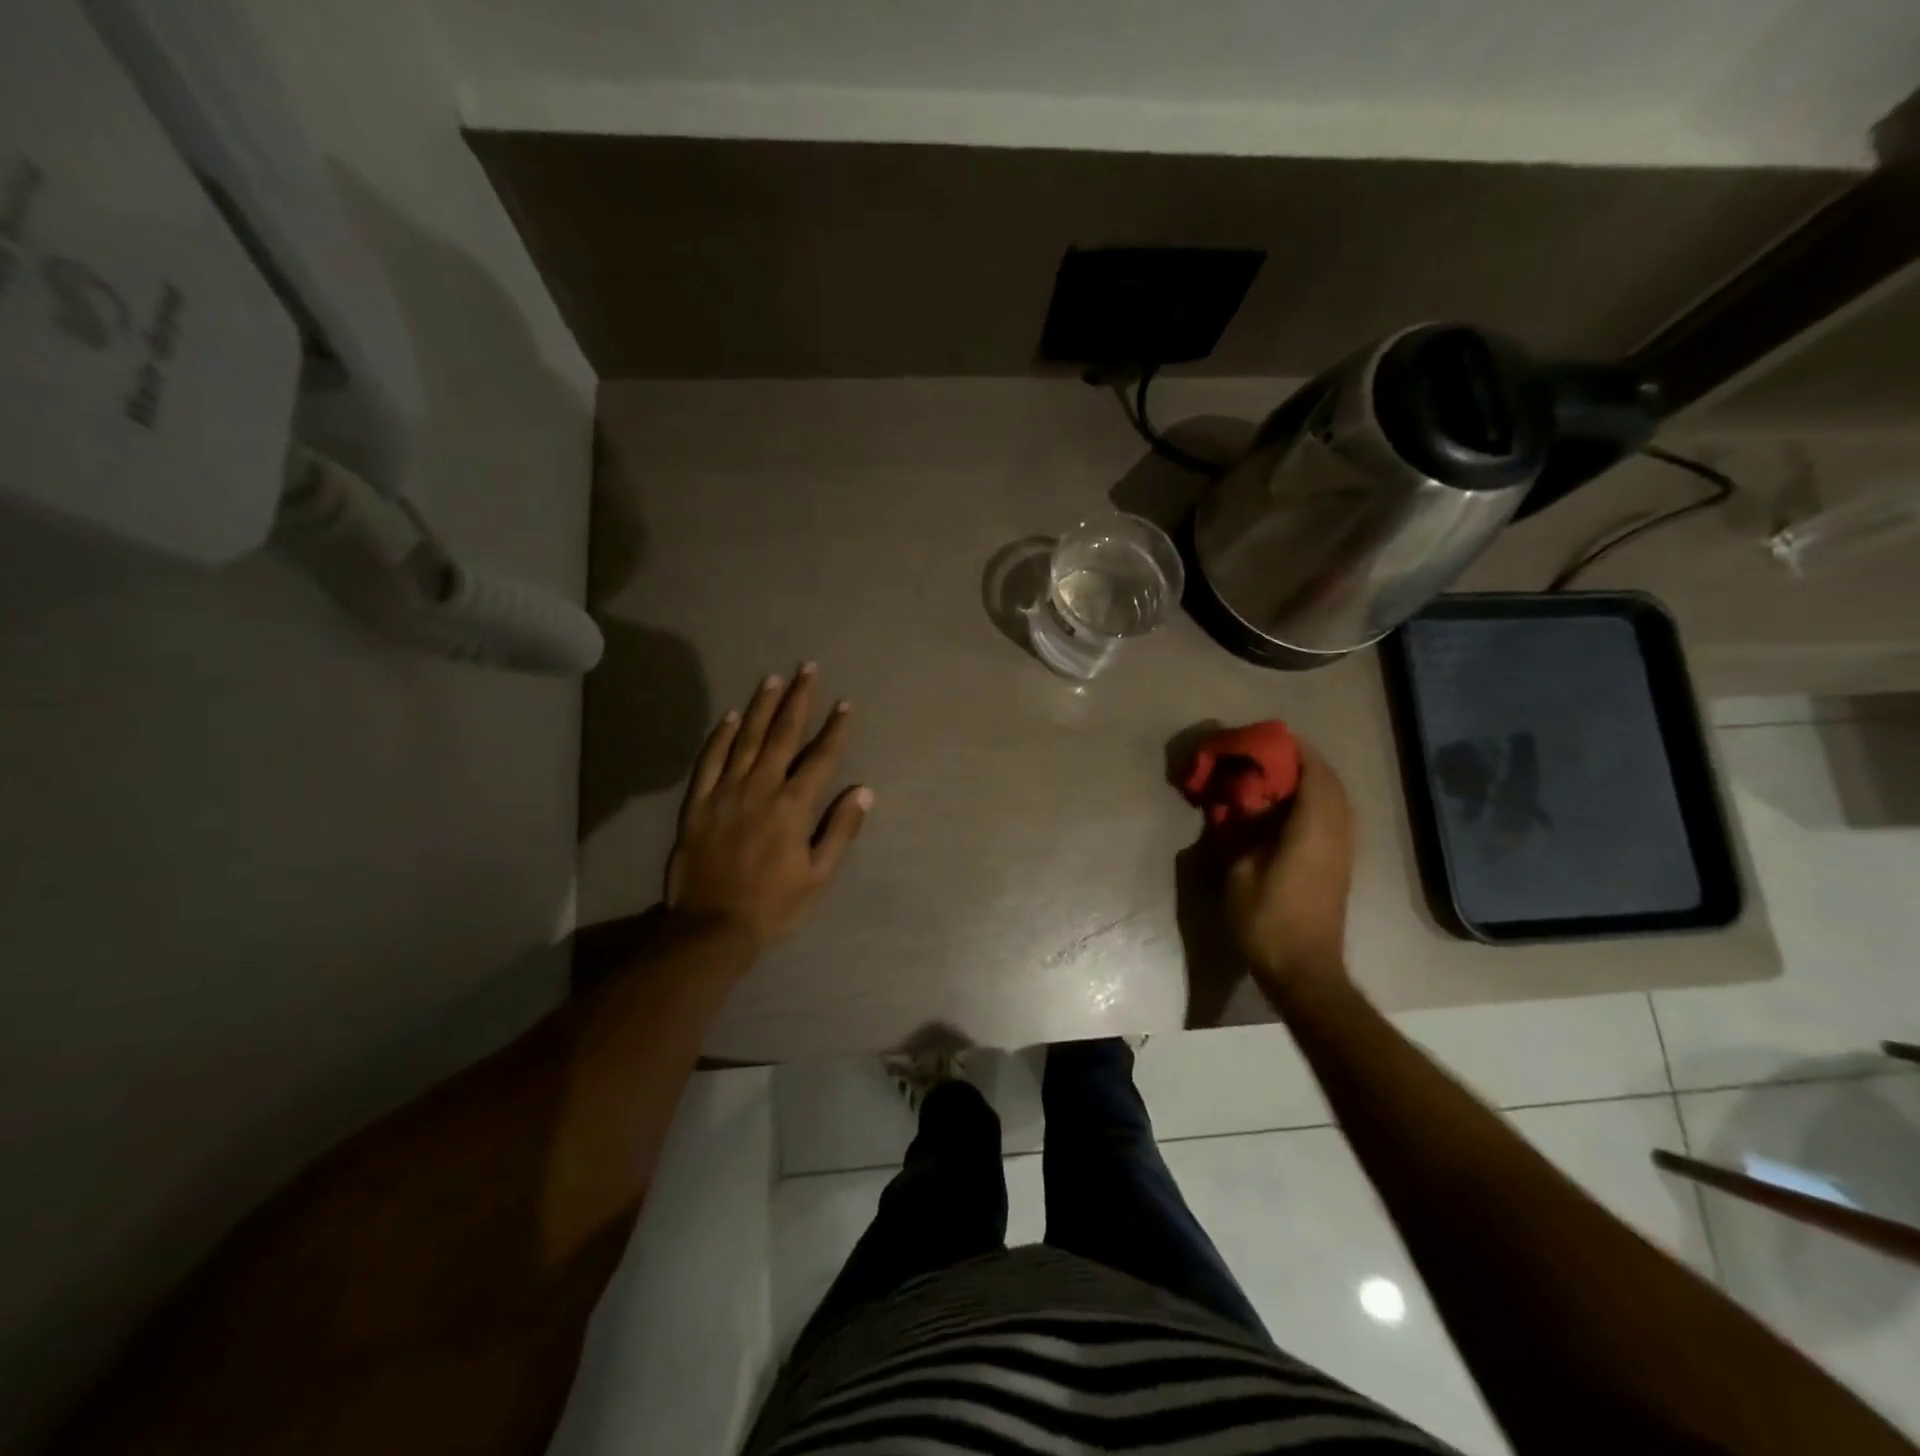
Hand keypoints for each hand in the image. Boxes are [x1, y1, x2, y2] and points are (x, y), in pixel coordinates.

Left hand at [664, 664, 872, 948]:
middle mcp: (760, 789)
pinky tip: (728, 717)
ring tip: (773, 680)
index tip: (844, 704)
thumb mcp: (819, 875)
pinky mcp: (697, 803)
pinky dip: (719, 737)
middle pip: (782, 735)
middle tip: (807, 669)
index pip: (820, 758)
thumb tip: (863, 791)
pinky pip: (709, 761)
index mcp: (793, 807)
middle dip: (798, 700)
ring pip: (745, 739)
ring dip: (761, 707)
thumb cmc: (774, 905)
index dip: (835, 730)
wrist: (712, 927)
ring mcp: (725, 793)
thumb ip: (840, 829)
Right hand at [1222, 741, 1354, 991]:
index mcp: (1312, 830)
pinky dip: (1315, 803)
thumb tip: (1237, 806)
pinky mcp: (1339, 866)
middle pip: (1331, 784)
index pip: (1314, 775)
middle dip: (1304, 763)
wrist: (1304, 970)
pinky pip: (1334, 818)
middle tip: (1269, 756)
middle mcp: (1336, 834)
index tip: (1270, 739)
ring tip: (1277, 778)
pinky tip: (1287, 811)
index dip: (1296, 752)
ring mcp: (1343, 851)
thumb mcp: (1238, 873)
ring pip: (1336, 802)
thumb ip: (1239, 832)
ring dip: (1312, 783)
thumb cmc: (1266, 921)